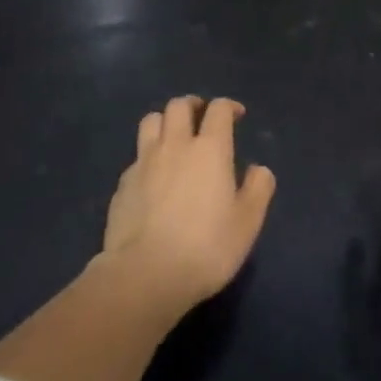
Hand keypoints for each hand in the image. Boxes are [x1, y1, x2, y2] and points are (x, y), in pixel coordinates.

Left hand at [101, 95, 275, 314]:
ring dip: (165, 122)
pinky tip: (153, 178)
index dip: (228, 107)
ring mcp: (144, 162)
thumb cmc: (206, 247)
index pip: (218, 109)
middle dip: (193, 105)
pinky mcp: (123, 184)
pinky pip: (136, 156)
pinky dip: (147, 157)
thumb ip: (258, 189)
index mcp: (210, 148)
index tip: (236, 116)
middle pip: (179, 105)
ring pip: (151, 121)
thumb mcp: (248, 223)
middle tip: (201, 118)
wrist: (145, 275)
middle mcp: (175, 145)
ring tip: (173, 137)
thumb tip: (258, 169)